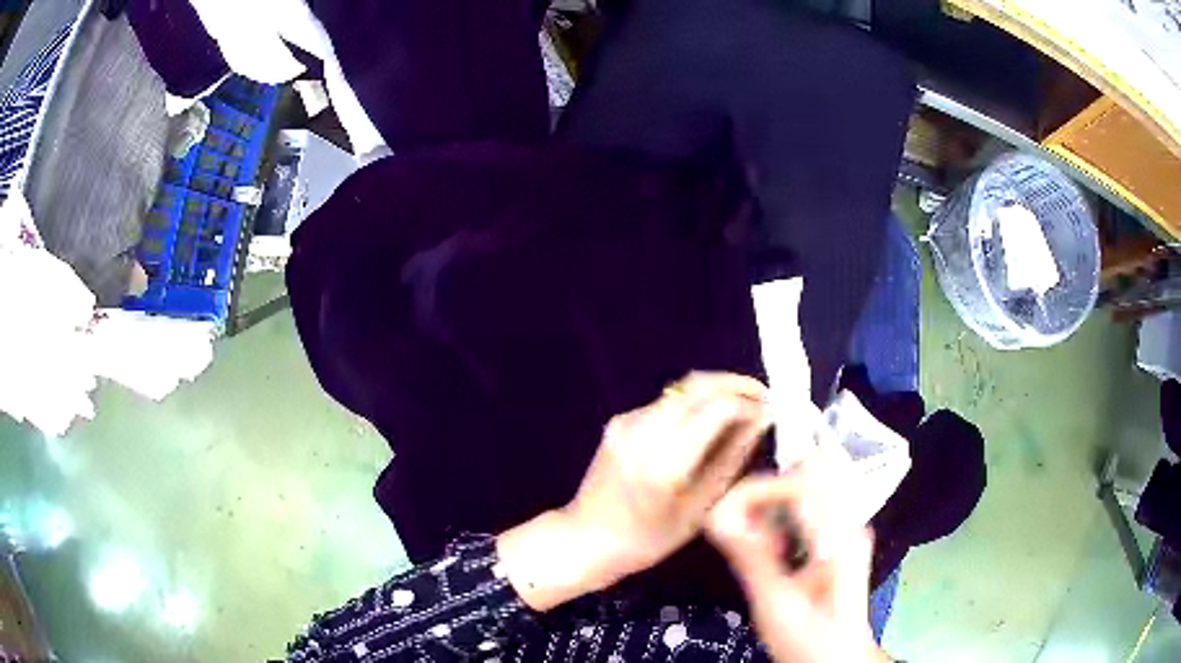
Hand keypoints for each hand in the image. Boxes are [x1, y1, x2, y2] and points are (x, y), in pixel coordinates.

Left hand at [498, 372, 770, 610]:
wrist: (586, 539)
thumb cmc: (648, 539)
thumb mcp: (699, 507)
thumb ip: (731, 458)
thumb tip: (761, 420)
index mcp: (665, 459)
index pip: (718, 407)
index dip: (750, 401)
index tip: (773, 408)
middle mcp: (644, 429)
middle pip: (699, 385)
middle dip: (737, 385)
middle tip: (764, 398)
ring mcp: (627, 421)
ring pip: (683, 390)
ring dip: (716, 392)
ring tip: (743, 410)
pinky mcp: (620, 420)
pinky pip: (666, 403)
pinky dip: (693, 405)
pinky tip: (708, 424)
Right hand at [706, 454, 889, 662]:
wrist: (839, 659)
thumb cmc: (810, 639)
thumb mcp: (777, 605)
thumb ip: (751, 558)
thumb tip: (716, 517)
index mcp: (841, 535)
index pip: (804, 480)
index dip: (760, 490)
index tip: (725, 516)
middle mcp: (849, 520)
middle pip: (808, 471)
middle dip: (764, 491)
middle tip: (736, 527)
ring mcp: (845, 525)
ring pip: (806, 483)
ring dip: (770, 503)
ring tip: (751, 540)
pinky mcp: (836, 534)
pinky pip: (805, 504)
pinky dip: (778, 514)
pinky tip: (769, 546)